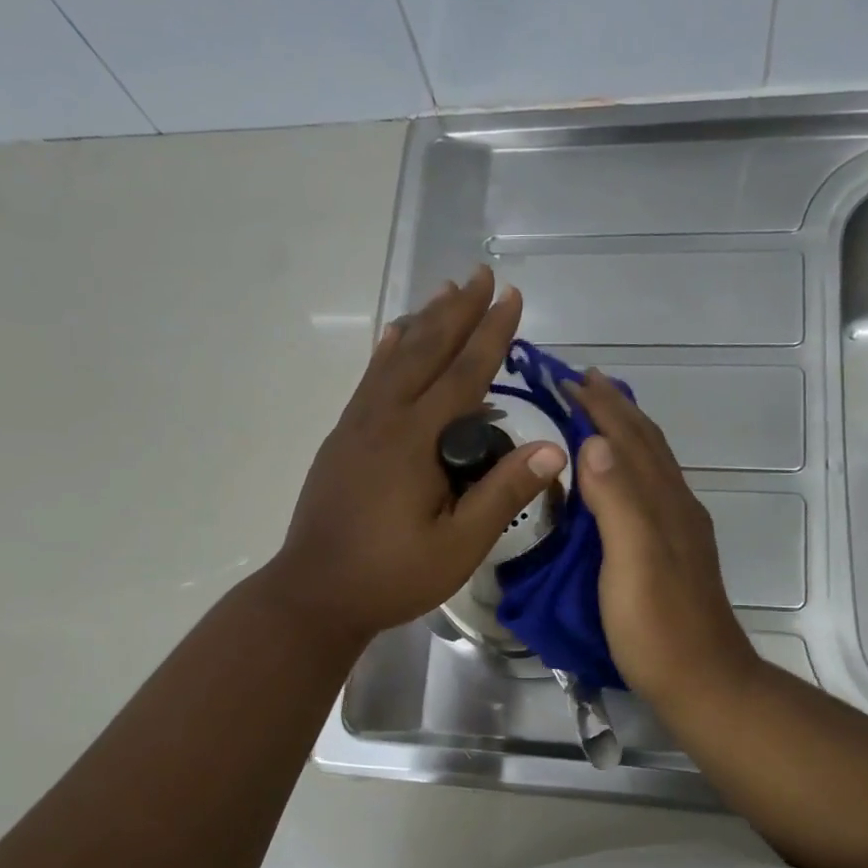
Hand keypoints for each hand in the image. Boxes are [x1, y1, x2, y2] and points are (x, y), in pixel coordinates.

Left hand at [263, 267, 565, 647]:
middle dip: (457, 311)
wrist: (314, 594)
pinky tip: (394, 338)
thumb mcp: (459, 545)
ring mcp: (357, 426)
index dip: (490, 334)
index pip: (463, 374)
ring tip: (444, 292)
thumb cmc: (391, 575)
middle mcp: (383, 419)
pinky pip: (371, 380)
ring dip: (423, 323)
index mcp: (414, 440)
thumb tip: (553, 449)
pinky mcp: (343, 439)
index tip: (511, 296)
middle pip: (425, 352)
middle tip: (480, 274)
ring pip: (394, 359)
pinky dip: (388, 351)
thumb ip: (503, 494)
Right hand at [566, 372, 759, 713]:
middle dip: (613, 407)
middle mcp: (675, 505)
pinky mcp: (672, 552)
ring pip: (651, 463)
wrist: (703, 682)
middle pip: (645, 443)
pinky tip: (616, 477)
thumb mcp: (632, 561)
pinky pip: (649, 489)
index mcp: (663, 501)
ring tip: (597, 414)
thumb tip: (594, 440)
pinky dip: (629, 465)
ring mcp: (678, 529)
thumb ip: (616, 500)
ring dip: (623, 431)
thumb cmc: (658, 627)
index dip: (600, 405)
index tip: (567, 375)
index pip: (628, 437)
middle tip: (580, 382)